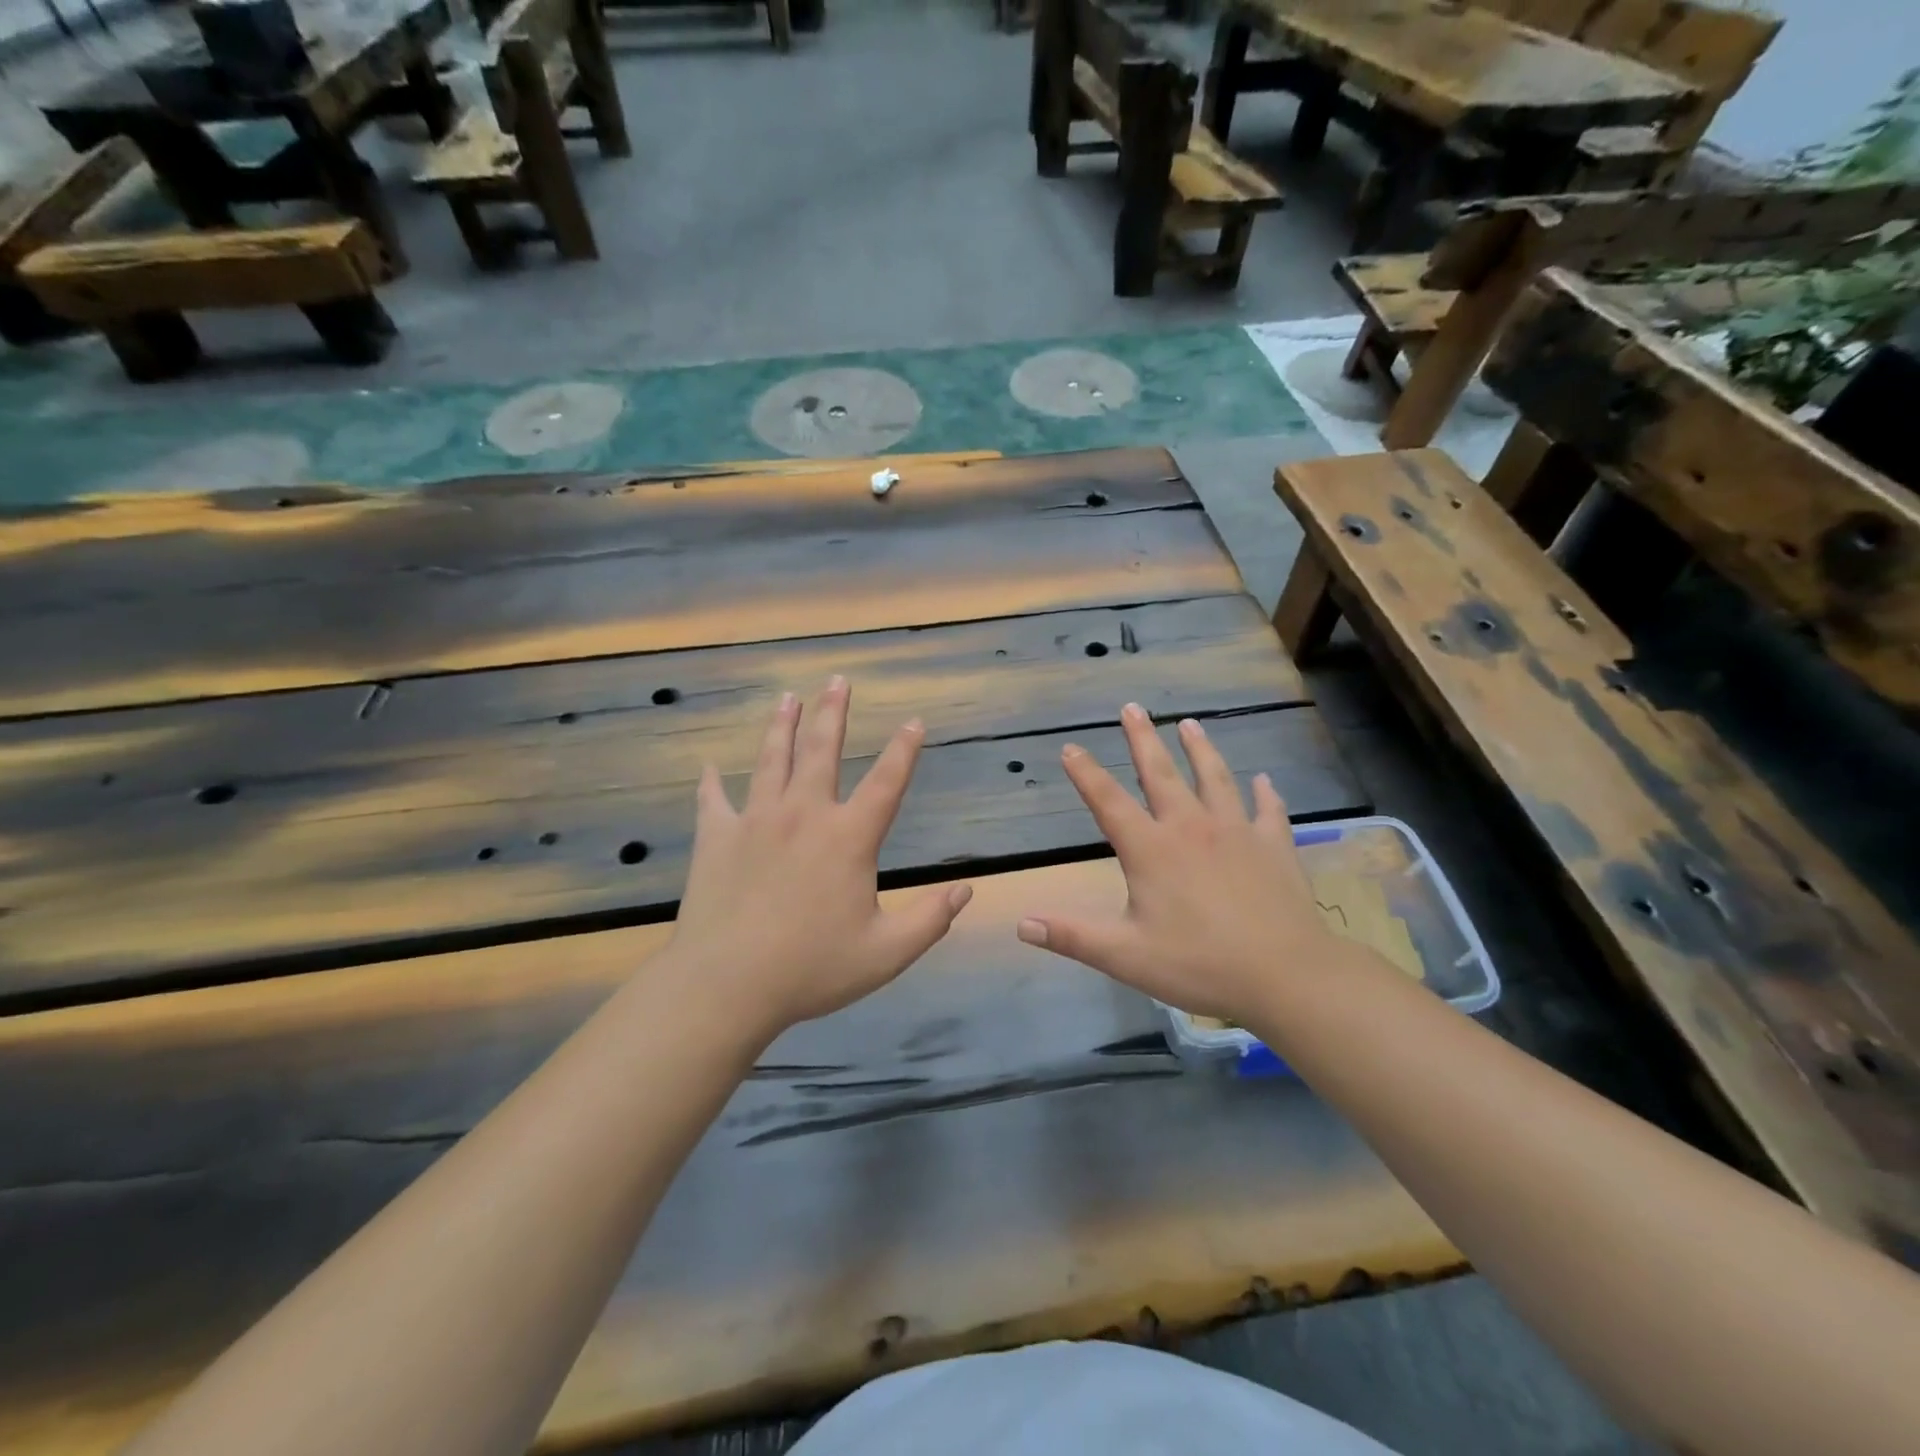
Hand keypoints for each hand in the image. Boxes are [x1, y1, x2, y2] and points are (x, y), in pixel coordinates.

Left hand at [665, 676, 972, 1038]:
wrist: (726, 984)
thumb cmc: (812, 968)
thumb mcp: (887, 952)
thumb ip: (931, 919)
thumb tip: (966, 889)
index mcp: (848, 838)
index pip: (886, 782)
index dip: (904, 750)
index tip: (914, 722)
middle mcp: (804, 815)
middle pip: (822, 751)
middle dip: (833, 713)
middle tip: (837, 680)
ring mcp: (756, 821)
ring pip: (771, 761)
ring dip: (781, 726)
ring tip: (787, 698)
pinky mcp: (717, 838)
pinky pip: (714, 801)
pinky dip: (712, 783)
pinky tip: (709, 767)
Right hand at [1017, 703, 1340, 1022]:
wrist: (1286, 974)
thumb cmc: (1199, 964)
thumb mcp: (1124, 956)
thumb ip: (1072, 936)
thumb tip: (1021, 924)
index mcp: (1151, 850)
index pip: (1108, 802)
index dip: (1086, 774)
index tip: (1070, 748)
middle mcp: (1191, 828)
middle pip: (1161, 773)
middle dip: (1142, 739)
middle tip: (1132, 707)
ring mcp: (1236, 832)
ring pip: (1215, 778)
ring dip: (1199, 749)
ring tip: (1189, 723)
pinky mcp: (1274, 845)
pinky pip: (1268, 810)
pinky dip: (1265, 793)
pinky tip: (1264, 780)